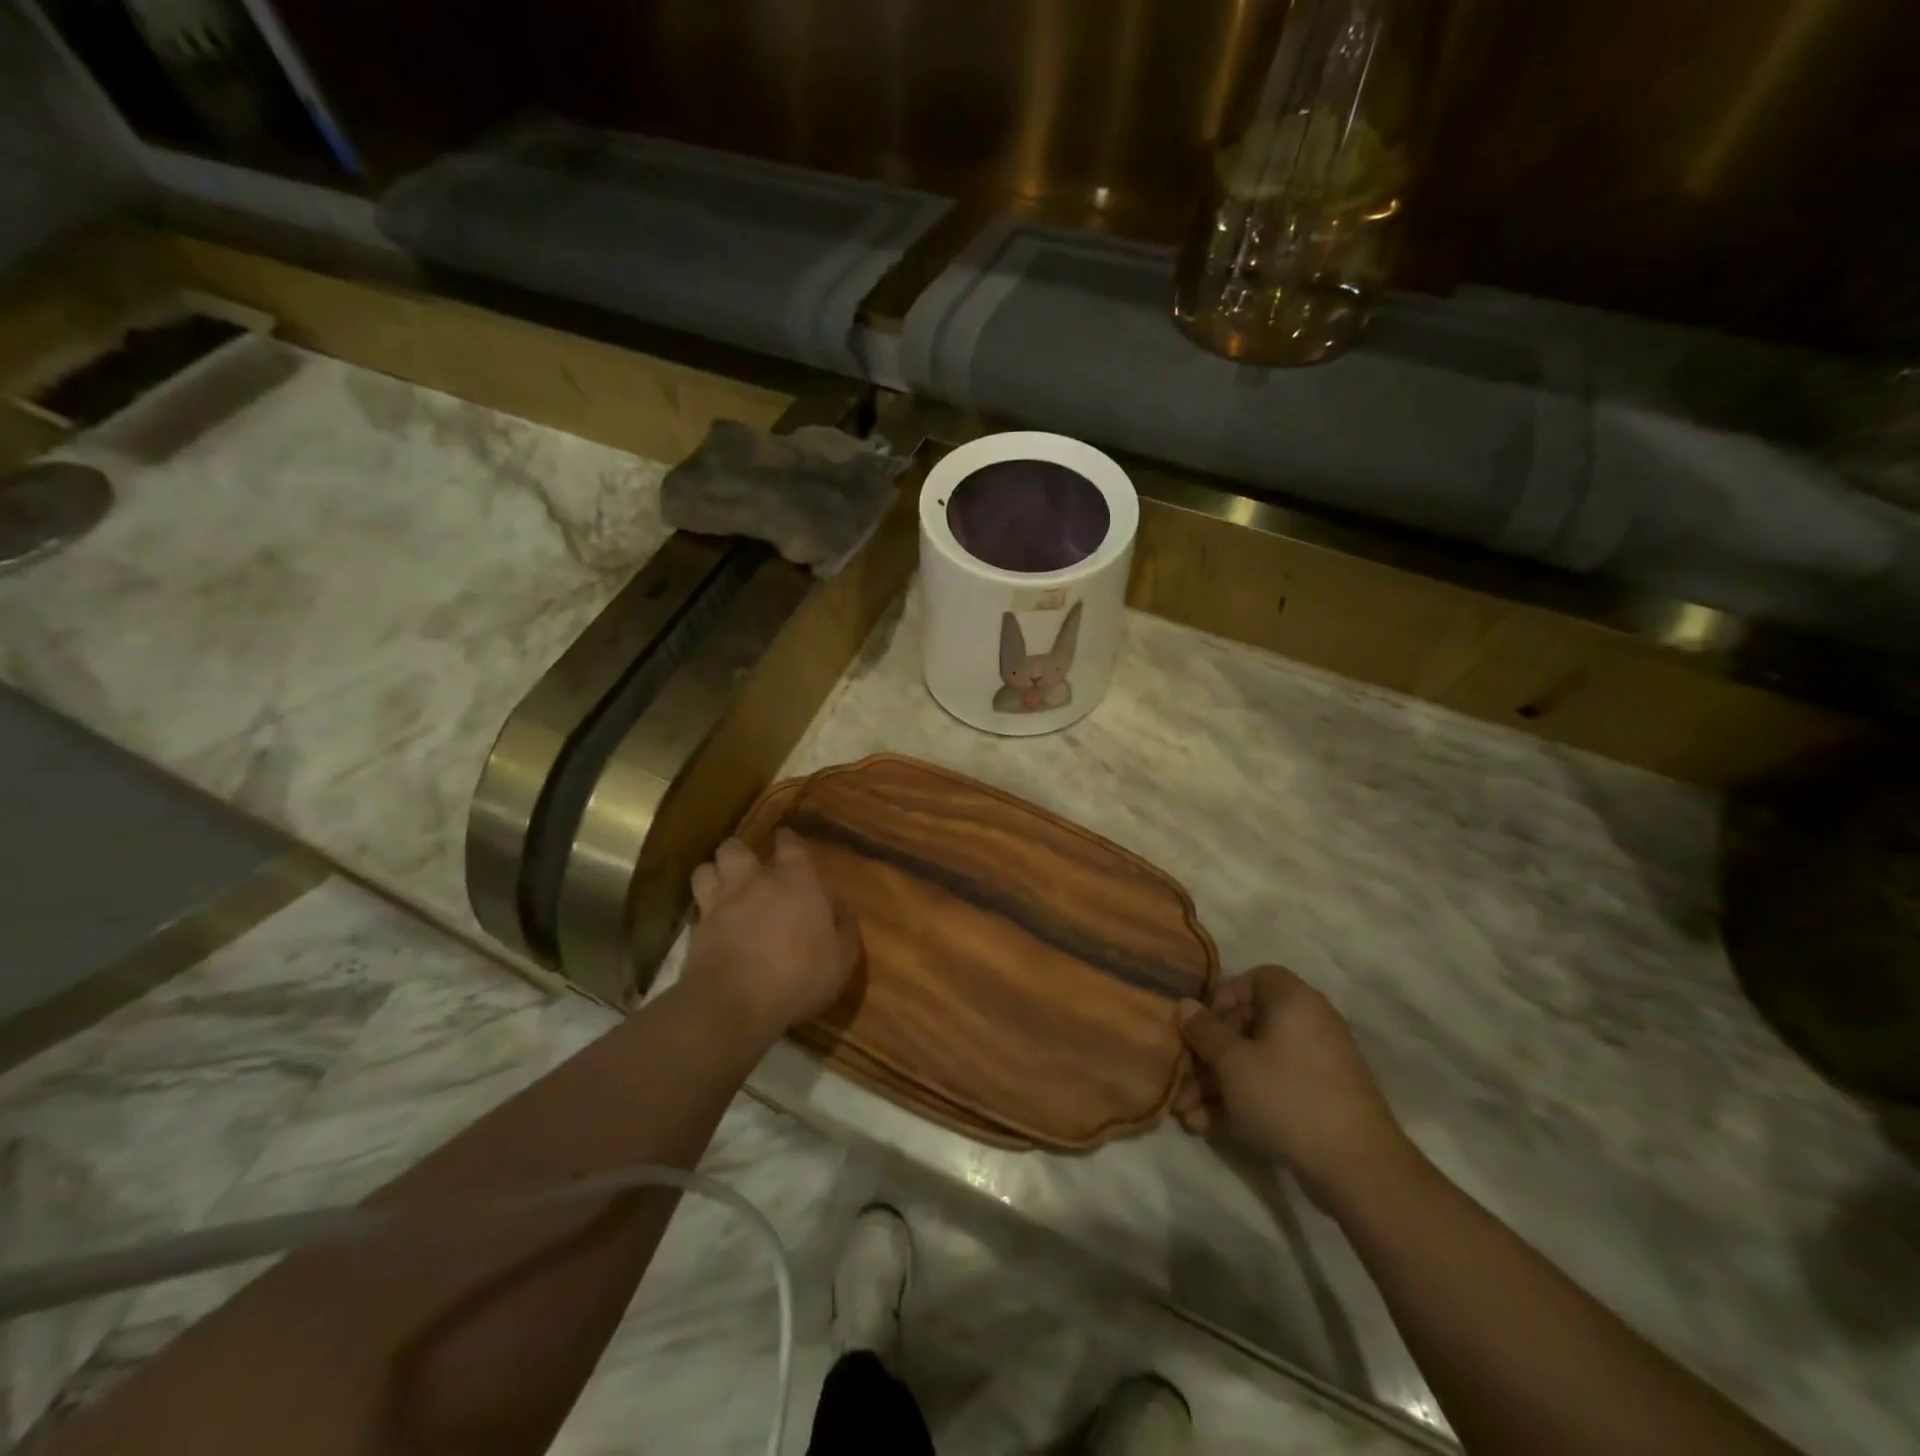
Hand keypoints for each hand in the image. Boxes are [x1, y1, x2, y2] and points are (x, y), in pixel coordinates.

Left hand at [687, 831, 859, 1035]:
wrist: (735, 1005)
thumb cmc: (799, 977)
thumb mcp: (842, 958)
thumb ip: (845, 927)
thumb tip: (840, 908)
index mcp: (796, 882)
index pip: (790, 845)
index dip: (787, 838)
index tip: (785, 837)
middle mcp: (754, 883)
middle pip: (734, 848)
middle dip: (739, 852)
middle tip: (747, 867)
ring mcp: (719, 905)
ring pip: (705, 870)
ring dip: (713, 875)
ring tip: (721, 887)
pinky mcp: (696, 931)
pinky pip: (695, 909)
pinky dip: (702, 912)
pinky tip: (710, 924)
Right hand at [1175, 964, 1414, 1213]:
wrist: (1357, 1167)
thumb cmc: (1286, 1096)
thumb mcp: (1232, 1062)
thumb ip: (1204, 1031)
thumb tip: (1186, 1004)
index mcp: (1293, 1000)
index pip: (1254, 979)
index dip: (1222, 998)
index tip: (1200, 1026)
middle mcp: (1309, 1023)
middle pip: (1247, 1026)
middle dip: (1208, 1056)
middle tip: (1182, 1081)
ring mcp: (1317, 1064)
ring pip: (1255, 1062)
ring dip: (1217, 1085)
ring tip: (1188, 1115)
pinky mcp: (1321, 1099)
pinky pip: (1273, 1087)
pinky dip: (1243, 1101)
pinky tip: (1210, 1127)